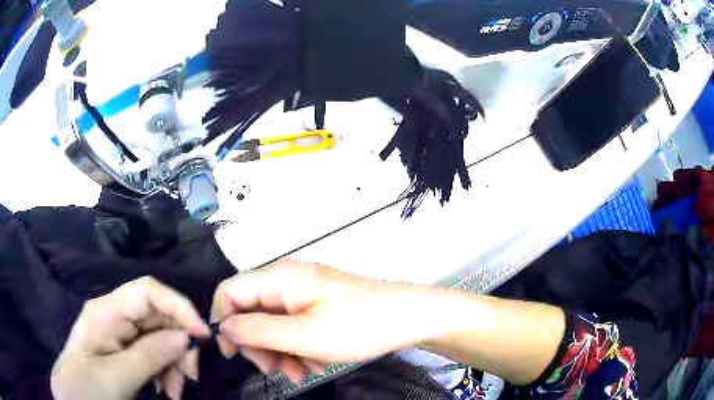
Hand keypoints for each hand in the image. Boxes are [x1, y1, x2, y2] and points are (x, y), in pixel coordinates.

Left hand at [51, 277, 210, 399]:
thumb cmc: (86, 389)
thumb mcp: (115, 377)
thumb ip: (148, 355)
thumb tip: (185, 336)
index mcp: (106, 312)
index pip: (147, 290)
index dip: (178, 306)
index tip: (202, 336)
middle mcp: (116, 318)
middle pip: (159, 317)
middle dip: (180, 345)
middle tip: (190, 376)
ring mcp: (122, 337)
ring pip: (162, 339)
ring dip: (176, 364)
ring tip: (175, 392)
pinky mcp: (127, 355)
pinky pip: (157, 357)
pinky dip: (169, 373)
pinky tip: (167, 390)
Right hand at [211, 260, 449, 383]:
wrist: (409, 317)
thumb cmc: (359, 326)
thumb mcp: (305, 335)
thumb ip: (258, 331)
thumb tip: (225, 327)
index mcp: (280, 278)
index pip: (230, 291)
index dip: (224, 321)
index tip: (233, 353)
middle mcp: (287, 281)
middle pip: (250, 311)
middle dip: (259, 345)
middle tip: (275, 371)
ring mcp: (303, 293)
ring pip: (272, 324)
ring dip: (280, 351)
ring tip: (300, 372)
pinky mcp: (316, 306)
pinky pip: (292, 327)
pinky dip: (297, 348)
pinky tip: (314, 364)